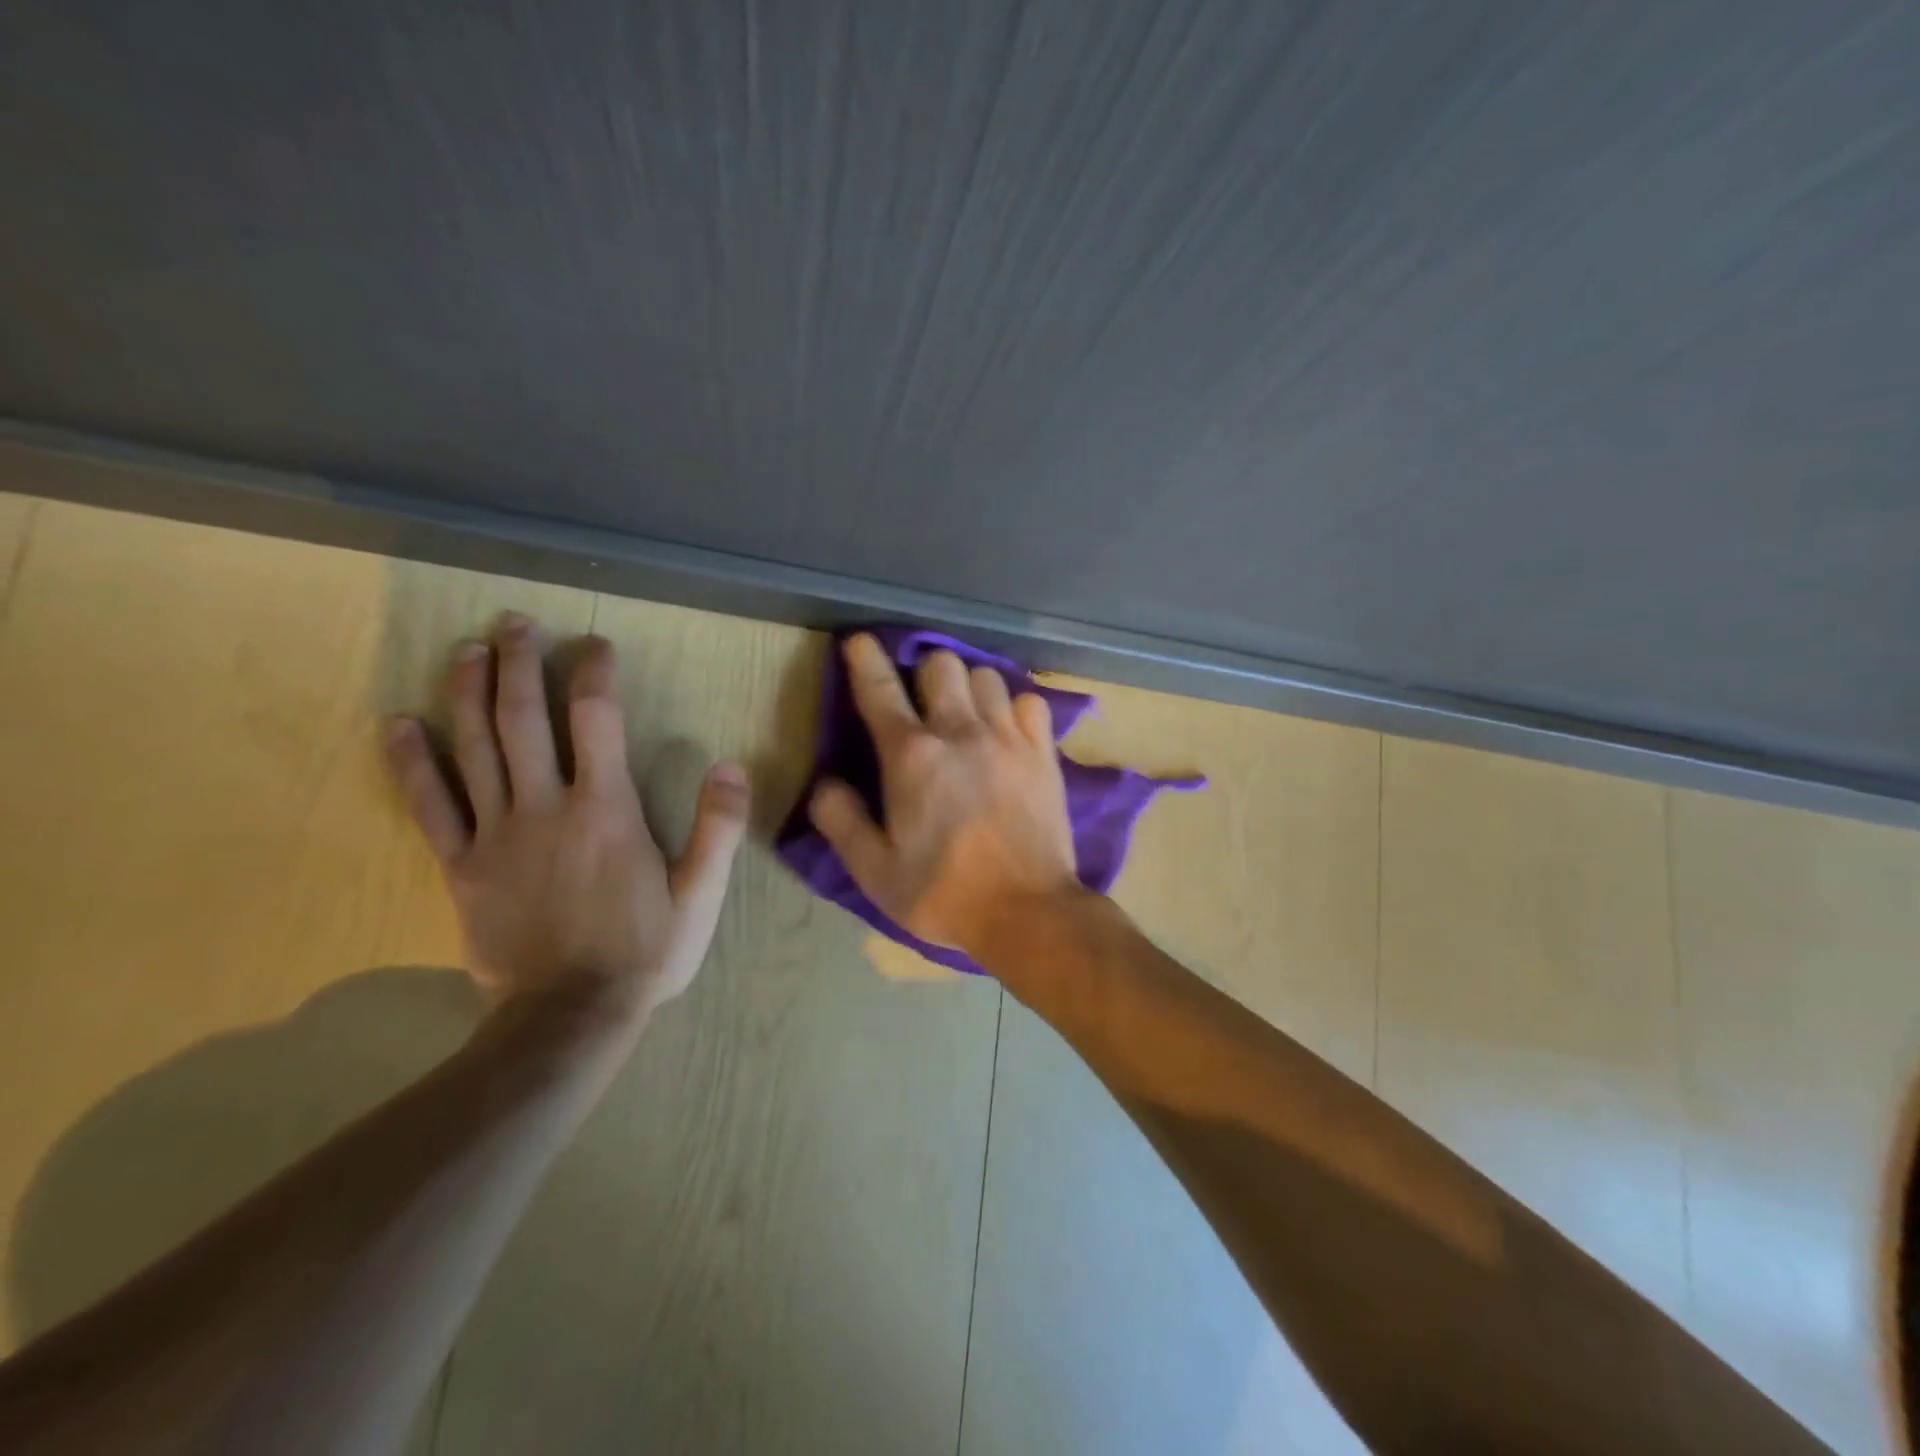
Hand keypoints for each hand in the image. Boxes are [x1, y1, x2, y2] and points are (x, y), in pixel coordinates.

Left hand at [383, 614, 748, 1018]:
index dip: (596, 673)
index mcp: (607, 810)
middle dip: (520, 664)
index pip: (598, 720)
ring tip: (468, 650)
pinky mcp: (462, 866)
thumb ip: (718, 829)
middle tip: (516, 623)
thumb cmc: (644, 951)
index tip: (596, 645)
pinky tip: (401, 725)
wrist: (570, 1016)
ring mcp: (497, 835)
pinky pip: (431, 806)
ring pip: (476, 749)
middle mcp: (547, 807)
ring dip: (469, 692)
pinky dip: (413, 763)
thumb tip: (731, 766)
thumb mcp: (701, 894)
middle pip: (525, 720)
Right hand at [807, 633, 1079, 957]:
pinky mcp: (1043, 752)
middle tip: (921, 701)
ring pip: (986, 675)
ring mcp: (1007, 737)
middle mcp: (959, 732)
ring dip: (969, 687)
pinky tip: (1007, 731)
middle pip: (941, 664)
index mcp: (911, 756)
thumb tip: (825, 783)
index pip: (879, 689)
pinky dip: (1014, 707)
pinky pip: (1030, 701)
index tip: (859, 641)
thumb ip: (841, 821)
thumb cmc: (943, 893)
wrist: (1029, 911)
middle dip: (924, 672)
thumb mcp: (874, 871)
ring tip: (966, 714)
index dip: (864, 659)